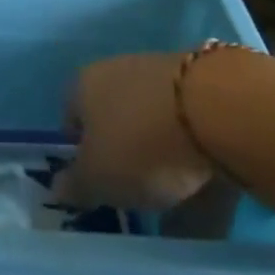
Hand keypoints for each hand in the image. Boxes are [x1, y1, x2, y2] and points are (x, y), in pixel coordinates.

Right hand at [56, 52, 217, 209]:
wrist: (216, 110)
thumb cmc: (140, 143)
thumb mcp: (98, 178)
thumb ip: (76, 186)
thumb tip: (57, 188)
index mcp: (83, 85)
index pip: (71, 116)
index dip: (80, 149)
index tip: (94, 179)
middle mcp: (117, 71)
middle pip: (115, 117)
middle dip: (123, 152)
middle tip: (134, 190)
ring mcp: (162, 75)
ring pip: (154, 125)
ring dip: (161, 159)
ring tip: (177, 204)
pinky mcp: (203, 87)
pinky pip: (190, 132)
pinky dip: (193, 160)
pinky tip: (206, 192)